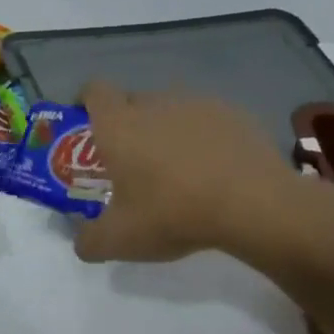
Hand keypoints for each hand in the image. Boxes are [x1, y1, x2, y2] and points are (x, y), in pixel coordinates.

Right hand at [72, 82, 312, 264]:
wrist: (252, 203)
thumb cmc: (173, 213)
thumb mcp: (120, 240)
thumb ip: (90, 240)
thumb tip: (81, 243)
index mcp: (119, 124)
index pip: (93, 90)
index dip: (86, 102)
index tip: (88, 125)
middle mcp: (153, 103)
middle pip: (131, 101)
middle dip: (127, 124)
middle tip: (132, 161)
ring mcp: (195, 104)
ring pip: (169, 110)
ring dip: (165, 130)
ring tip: (177, 169)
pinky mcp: (232, 113)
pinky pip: (205, 120)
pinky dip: (202, 137)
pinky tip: (214, 169)